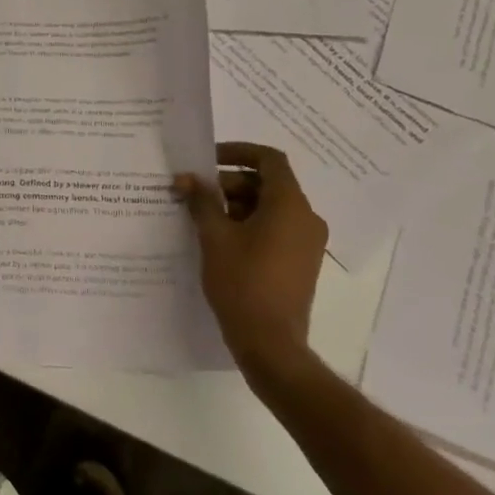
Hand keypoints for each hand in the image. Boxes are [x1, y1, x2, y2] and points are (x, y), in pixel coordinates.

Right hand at [175, 142, 327, 386]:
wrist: (270, 343)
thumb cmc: (242, 282)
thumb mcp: (214, 237)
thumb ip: (201, 201)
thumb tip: (187, 179)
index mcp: (289, 205)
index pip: (268, 159)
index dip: (237, 152)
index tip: (207, 160)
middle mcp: (305, 218)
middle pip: (267, 184)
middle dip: (229, 184)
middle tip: (195, 195)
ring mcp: (307, 242)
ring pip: (270, 207)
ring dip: (235, 205)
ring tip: (201, 218)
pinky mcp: (300, 262)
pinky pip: (275, 229)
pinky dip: (248, 225)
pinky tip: (218, 240)